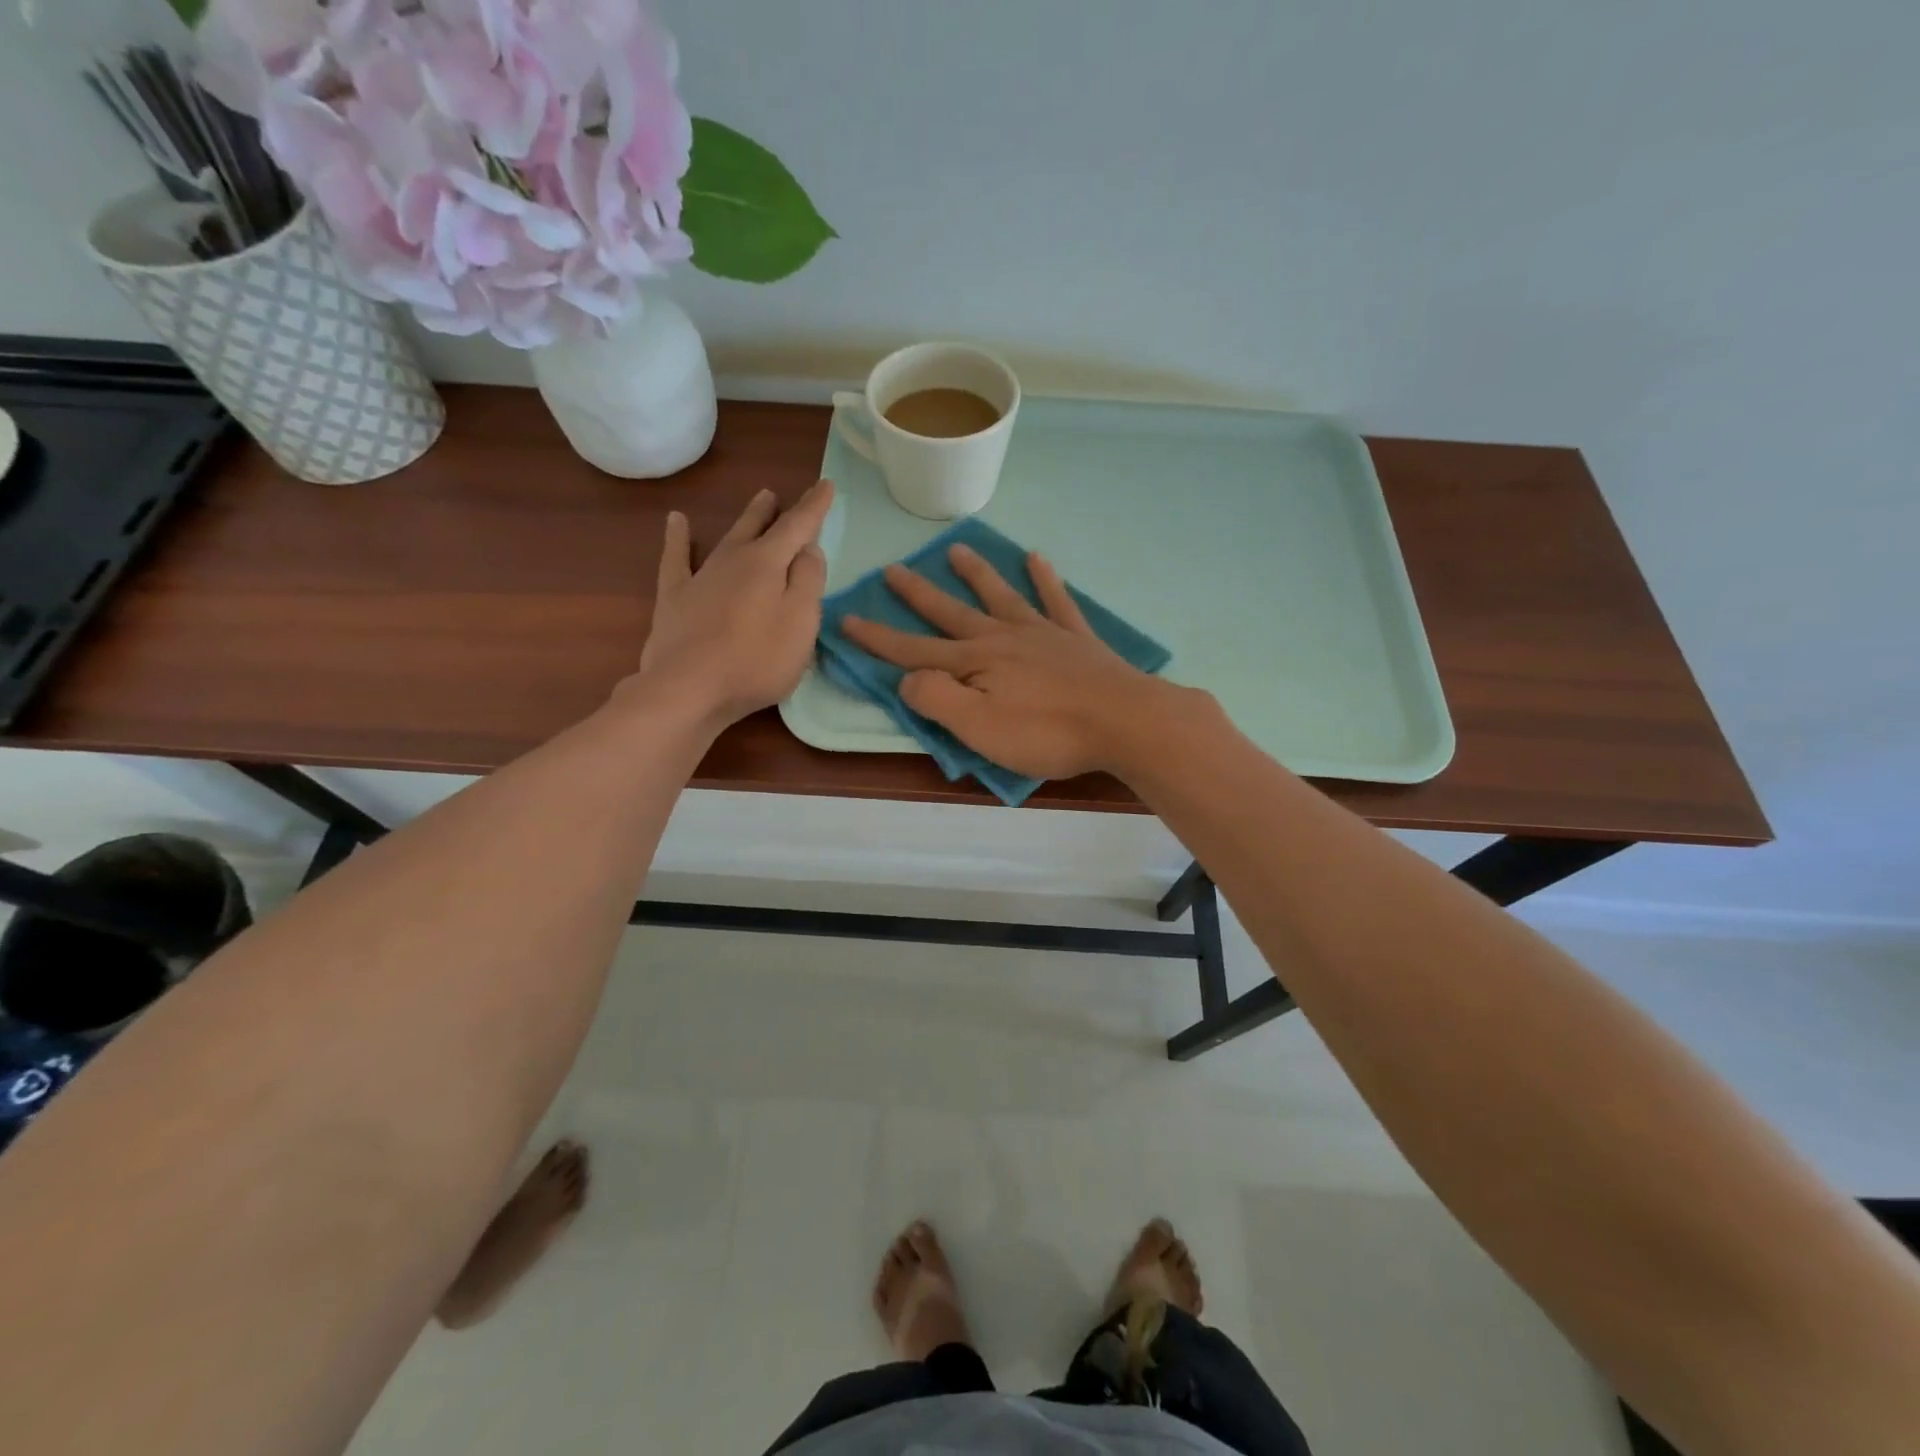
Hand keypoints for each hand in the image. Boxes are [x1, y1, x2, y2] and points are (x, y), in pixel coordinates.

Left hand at [634, 480, 834, 727]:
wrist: (688, 688)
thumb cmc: (756, 660)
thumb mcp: (800, 623)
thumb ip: (808, 582)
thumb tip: (808, 549)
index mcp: (767, 564)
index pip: (798, 527)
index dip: (814, 507)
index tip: (826, 484)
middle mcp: (733, 560)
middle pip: (760, 529)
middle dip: (775, 511)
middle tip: (781, 495)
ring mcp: (701, 577)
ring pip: (727, 538)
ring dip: (745, 520)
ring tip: (758, 500)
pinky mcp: (675, 598)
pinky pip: (676, 559)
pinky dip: (677, 538)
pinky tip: (676, 521)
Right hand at [841, 543, 1183, 778]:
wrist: (1124, 720)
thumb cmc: (1046, 732)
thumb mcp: (977, 728)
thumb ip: (936, 699)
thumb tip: (906, 678)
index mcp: (973, 663)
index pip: (913, 650)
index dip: (878, 638)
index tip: (847, 617)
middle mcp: (1002, 637)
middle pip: (951, 612)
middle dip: (918, 594)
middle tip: (893, 568)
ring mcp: (1042, 633)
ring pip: (1000, 596)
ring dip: (975, 574)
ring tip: (955, 549)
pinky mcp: (1076, 639)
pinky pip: (1056, 600)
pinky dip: (1046, 579)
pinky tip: (1037, 558)